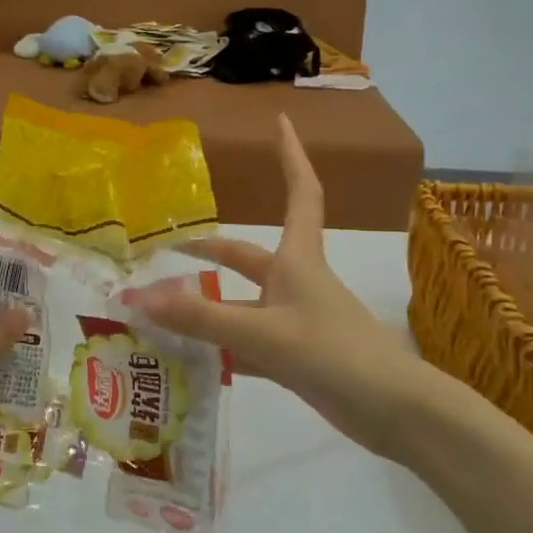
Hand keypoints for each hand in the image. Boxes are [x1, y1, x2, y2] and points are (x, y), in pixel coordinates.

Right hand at [135, 116, 441, 448]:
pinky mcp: (296, 356)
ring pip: (242, 304)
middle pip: (249, 257)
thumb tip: (140, 299)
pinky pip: (247, 342)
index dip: (290, 156)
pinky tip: (190, 356)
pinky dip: (220, 346)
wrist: (392, 411)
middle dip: (211, 249)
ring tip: (163, 308)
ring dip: (207, 305)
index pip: (300, 193)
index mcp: (298, 260)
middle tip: (170, 246)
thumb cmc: (334, 353)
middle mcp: (295, 283)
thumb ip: (201, 318)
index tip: (281, 121)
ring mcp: (296, 321)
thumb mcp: (264, 333)